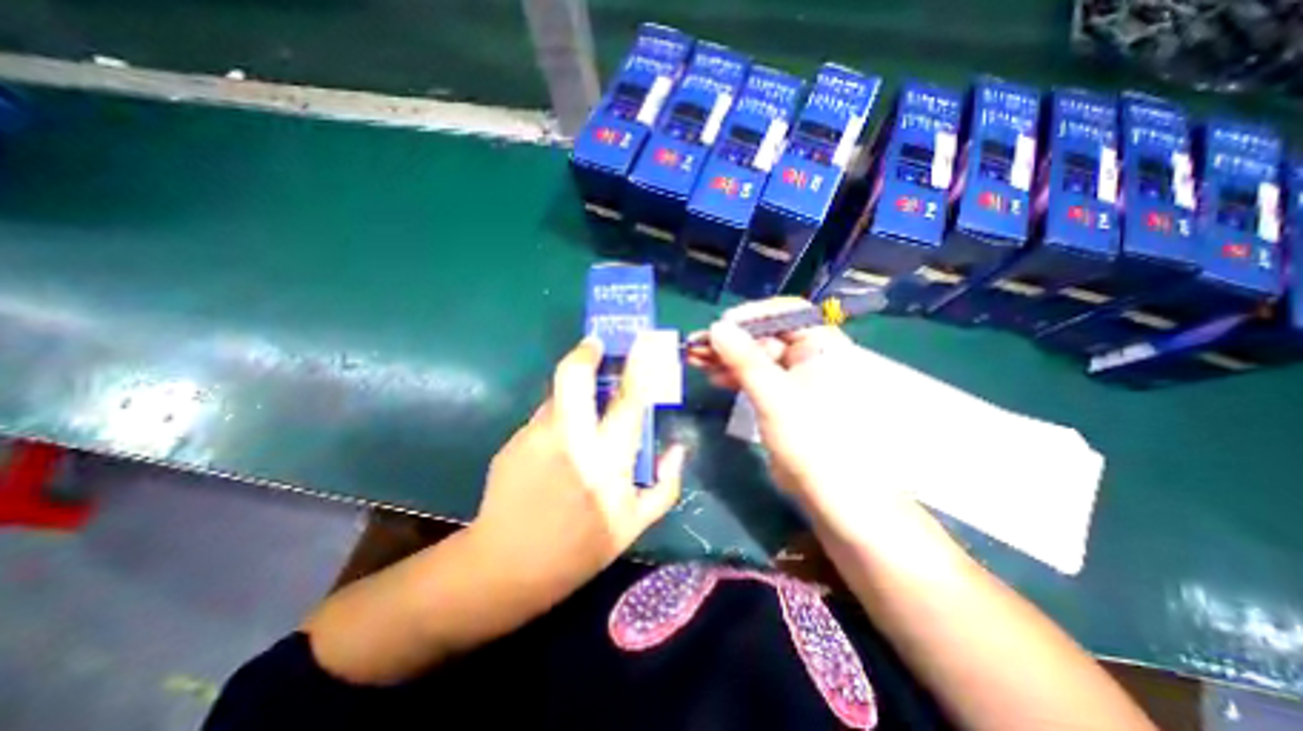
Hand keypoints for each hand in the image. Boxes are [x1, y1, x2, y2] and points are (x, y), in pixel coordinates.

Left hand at [473, 336, 691, 610]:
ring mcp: (535, 439)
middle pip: (574, 378)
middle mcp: (570, 441)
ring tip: (579, 417)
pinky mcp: (512, 442)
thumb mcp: (635, 526)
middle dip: (586, 353)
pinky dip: (556, 422)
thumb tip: (676, 449)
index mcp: (607, 463)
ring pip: (557, 396)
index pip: (628, 401)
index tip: (640, 342)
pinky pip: (543, 419)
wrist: (506, 567)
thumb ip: (666, 485)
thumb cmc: (579, 550)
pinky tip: (556, 450)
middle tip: (594, 346)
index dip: (637, 366)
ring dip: (572, 394)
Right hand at [686, 299, 930, 532]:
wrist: (830, 493)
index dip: (752, 315)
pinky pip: (755, 376)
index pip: (786, 313)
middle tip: (696, 344)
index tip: (721, 326)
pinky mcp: (782, 396)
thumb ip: (744, 358)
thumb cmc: (811, 439)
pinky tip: (712, 374)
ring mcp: (794, 376)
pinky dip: (733, 374)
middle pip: (765, 335)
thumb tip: (716, 327)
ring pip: (756, 356)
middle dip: (730, 339)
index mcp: (821, 345)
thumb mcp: (773, 395)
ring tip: (694, 358)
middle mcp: (810, 355)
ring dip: (725, 356)